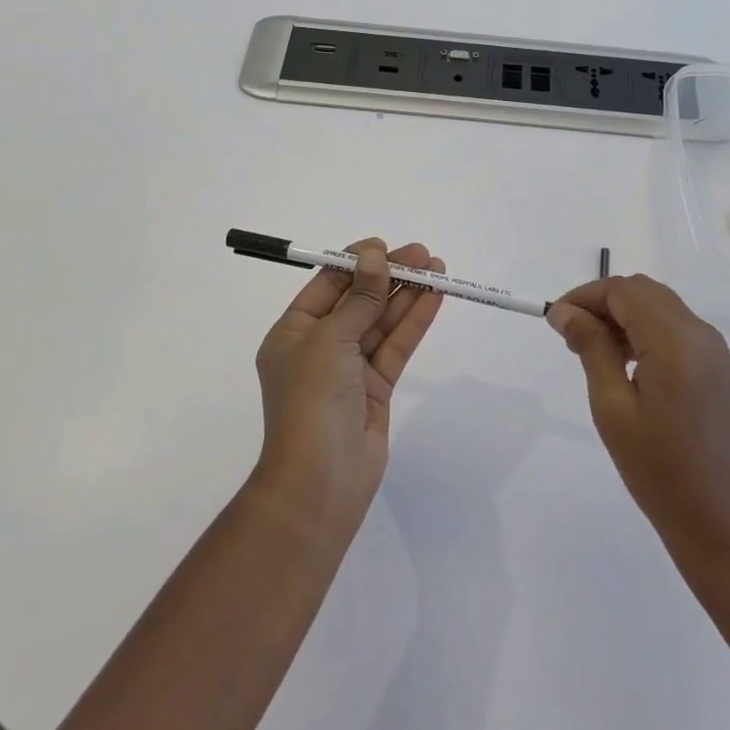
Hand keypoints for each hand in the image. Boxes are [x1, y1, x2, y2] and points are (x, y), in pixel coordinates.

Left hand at [251, 239, 443, 539]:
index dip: (356, 263)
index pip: (326, 286)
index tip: (385, 247)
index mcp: (293, 333)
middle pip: (358, 300)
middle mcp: (319, 347)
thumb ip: (359, 298)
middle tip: (422, 255)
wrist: (320, 483)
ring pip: (381, 322)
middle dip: (389, 276)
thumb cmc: (311, 401)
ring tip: (437, 268)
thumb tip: (373, 257)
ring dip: (407, 295)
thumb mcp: (330, 340)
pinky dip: (414, 321)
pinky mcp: (376, 388)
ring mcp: (349, 369)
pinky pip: (396, 346)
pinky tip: (434, 297)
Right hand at [548, 275, 729, 565]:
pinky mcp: (718, 366)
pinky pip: (675, 326)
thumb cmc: (659, 471)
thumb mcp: (613, 408)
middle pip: (642, 291)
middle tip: (572, 337)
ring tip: (593, 351)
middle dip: (602, 303)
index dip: (584, 296)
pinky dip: (645, 329)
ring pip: (659, 305)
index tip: (555, 321)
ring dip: (623, 315)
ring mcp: (714, 349)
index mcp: (675, 341)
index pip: (622, 291)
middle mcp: (699, 333)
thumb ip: (591, 348)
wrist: (722, 524)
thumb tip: (565, 311)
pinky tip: (626, 363)